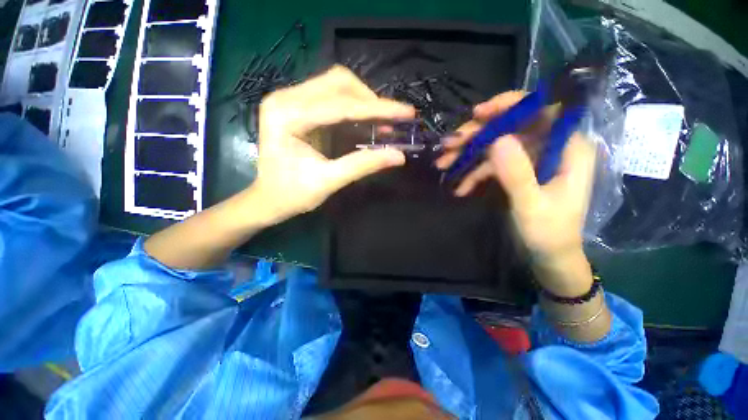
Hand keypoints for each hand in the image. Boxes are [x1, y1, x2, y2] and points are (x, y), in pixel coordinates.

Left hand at [250, 66, 414, 223]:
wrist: (268, 199)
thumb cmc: (292, 195)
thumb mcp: (328, 182)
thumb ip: (363, 165)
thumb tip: (398, 155)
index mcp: (287, 116)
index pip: (341, 105)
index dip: (377, 108)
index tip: (407, 112)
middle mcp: (285, 98)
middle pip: (338, 83)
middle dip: (370, 101)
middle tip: (392, 121)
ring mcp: (290, 99)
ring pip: (336, 85)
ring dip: (363, 102)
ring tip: (383, 122)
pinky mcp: (298, 107)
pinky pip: (332, 97)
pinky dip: (353, 107)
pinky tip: (366, 121)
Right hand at [436, 91, 595, 259]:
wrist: (548, 256)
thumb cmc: (549, 233)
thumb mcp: (532, 206)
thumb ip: (517, 174)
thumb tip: (497, 140)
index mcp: (568, 148)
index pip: (541, 111)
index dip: (509, 105)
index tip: (478, 113)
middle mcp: (549, 147)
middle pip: (510, 128)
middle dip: (477, 135)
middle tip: (449, 143)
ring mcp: (530, 160)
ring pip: (496, 147)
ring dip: (468, 155)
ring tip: (443, 163)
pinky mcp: (517, 172)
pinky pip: (492, 166)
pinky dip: (473, 174)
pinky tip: (459, 187)